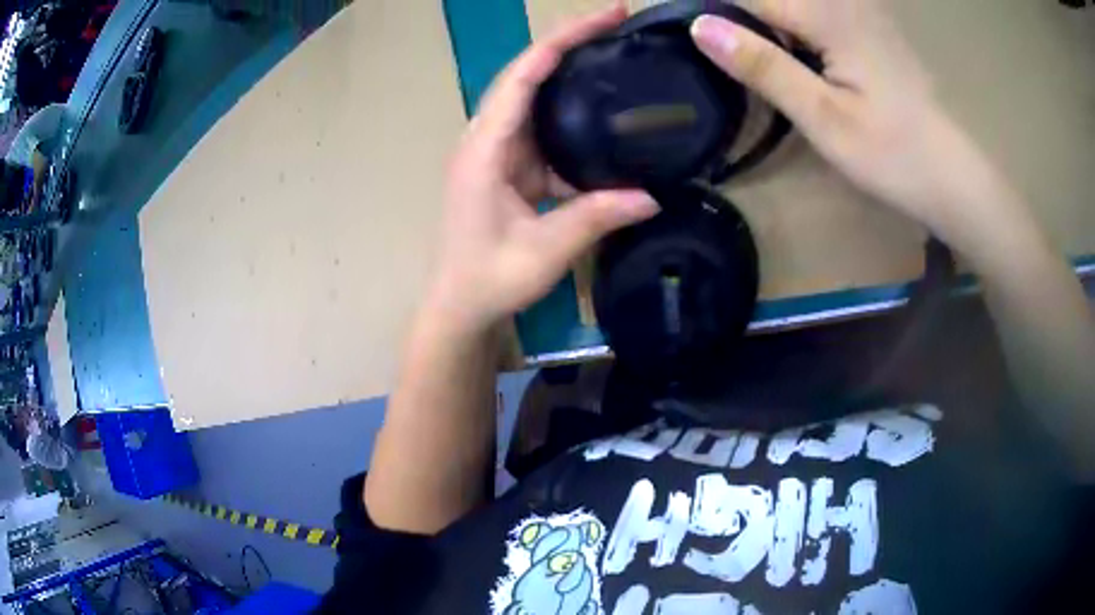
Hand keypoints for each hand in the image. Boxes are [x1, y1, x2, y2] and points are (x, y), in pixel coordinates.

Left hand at [428, 4, 658, 333]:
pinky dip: (569, 113)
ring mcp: (495, 150)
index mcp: (484, 149)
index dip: (562, 41)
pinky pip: (540, 126)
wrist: (458, 305)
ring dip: (569, 72)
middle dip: (568, 43)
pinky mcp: (507, 165)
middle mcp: (485, 138)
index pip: (522, 77)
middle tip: (616, 22)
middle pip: (525, 74)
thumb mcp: (545, 250)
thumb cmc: (489, 279)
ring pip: (532, 96)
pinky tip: (601, 111)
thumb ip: (596, 217)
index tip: (605, 18)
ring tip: (613, 52)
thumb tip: (654, 197)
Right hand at [690, 0, 996, 236]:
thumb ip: (763, 67)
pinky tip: (791, 57)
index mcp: (827, 14)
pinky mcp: (871, 29)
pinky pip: (818, 13)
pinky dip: (794, 28)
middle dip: (742, 18)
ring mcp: (861, 13)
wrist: (954, 176)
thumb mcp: (823, 118)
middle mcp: (843, 1)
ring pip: (797, 7)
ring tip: (755, 60)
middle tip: (728, 56)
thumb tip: (699, 27)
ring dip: (768, 25)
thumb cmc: (893, 154)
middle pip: (773, 0)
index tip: (687, 35)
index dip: (714, 12)